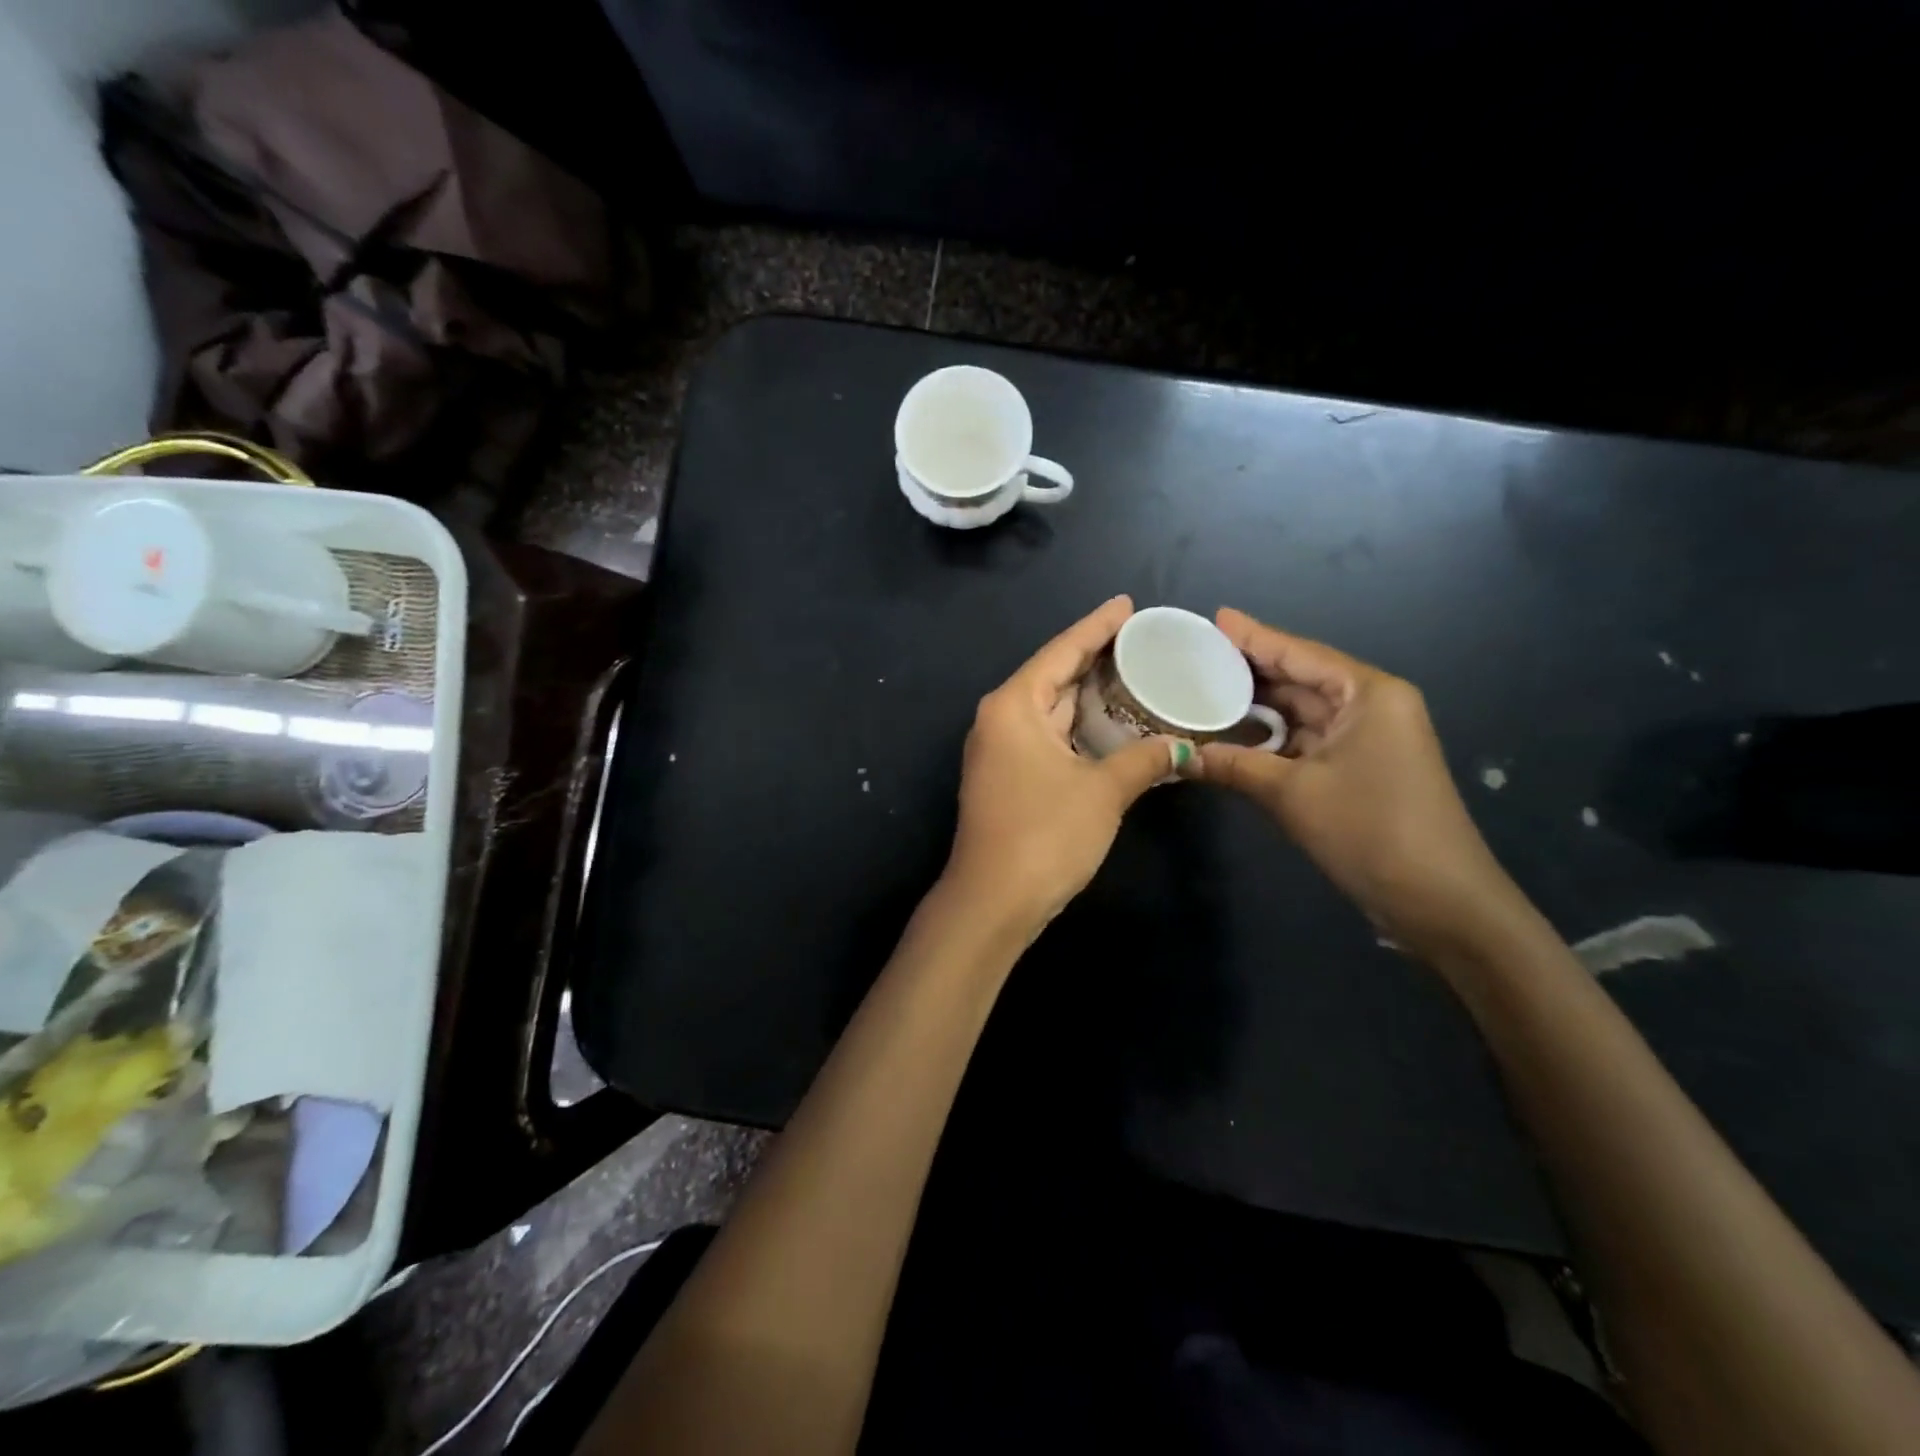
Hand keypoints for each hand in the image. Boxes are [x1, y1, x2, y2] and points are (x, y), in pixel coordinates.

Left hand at [945, 596, 1183, 932]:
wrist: (994, 900)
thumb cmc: (1045, 834)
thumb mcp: (1103, 792)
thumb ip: (1143, 761)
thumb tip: (1180, 747)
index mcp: (1014, 706)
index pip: (1061, 652)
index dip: (1096, 627)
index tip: (1126, 604)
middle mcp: (1001, 719)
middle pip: (1054, 676)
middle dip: (1096, 658)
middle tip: (1143, 639)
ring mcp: (1001, 749)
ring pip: (1052, 708)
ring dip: (1090, 695)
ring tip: (1136, 673)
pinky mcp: (1009, 776)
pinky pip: (1050, 736)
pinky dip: (1080, 727)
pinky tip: (1113, 723)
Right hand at [1188, 608, 1524, 956]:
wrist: (1438, 901)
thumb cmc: (1370, 830)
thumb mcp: (1292, 793)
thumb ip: (1232, 765)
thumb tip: (1176, 757)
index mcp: (1368, 693)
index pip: (1299, 653)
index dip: (1253, 636)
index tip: (1213, 618)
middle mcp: (1369, 706)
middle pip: (1299, 677)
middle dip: (1248, 669)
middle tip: (1195, 655)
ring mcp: (1365, 739)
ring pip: (1299, 711)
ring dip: (1255, 707)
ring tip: (1201, 689)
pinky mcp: (1357, 768)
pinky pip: (1304, 740)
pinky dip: (1269, 739)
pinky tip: (1229, 734)